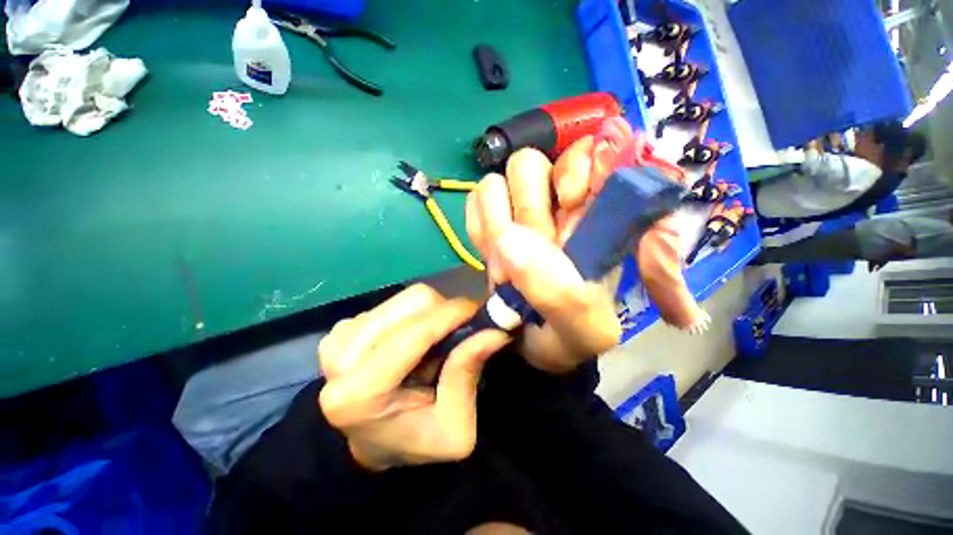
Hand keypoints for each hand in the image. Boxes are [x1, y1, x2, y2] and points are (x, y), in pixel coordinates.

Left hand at [318, 284, 508, 470]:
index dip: (451, 316)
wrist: (371, 443)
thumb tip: (495, 331)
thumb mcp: (454, 426)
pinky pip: (394, 303)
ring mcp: (339, 336)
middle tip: (460, 331)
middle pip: (410, 304)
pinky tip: (414, 339)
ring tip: (435, 342)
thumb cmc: (413, 440)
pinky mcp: (345, 326)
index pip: (413, 335)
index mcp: (359, 393)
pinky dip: (415, 314)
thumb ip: (467, 374)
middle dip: (444, 312)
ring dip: (430, 314)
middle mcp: (339, 357)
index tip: (479, 310)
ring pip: (404, 299)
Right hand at [465, 131, 626, 372]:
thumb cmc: (566, 336)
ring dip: (495, 224)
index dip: (575, 168)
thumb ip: (564, 295)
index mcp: (597, 218)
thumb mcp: (584, 331)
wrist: (528, 344)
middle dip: (526, 212)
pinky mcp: (491, 218)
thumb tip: (509, 240)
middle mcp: (557, 203)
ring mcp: (518, 209)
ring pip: (497, 180)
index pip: (590, 153)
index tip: (567, 204)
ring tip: (504, 265)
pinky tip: (491, 255)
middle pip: (530, 164)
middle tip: (527, 254)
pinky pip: (474, 200)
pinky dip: (478, 229)